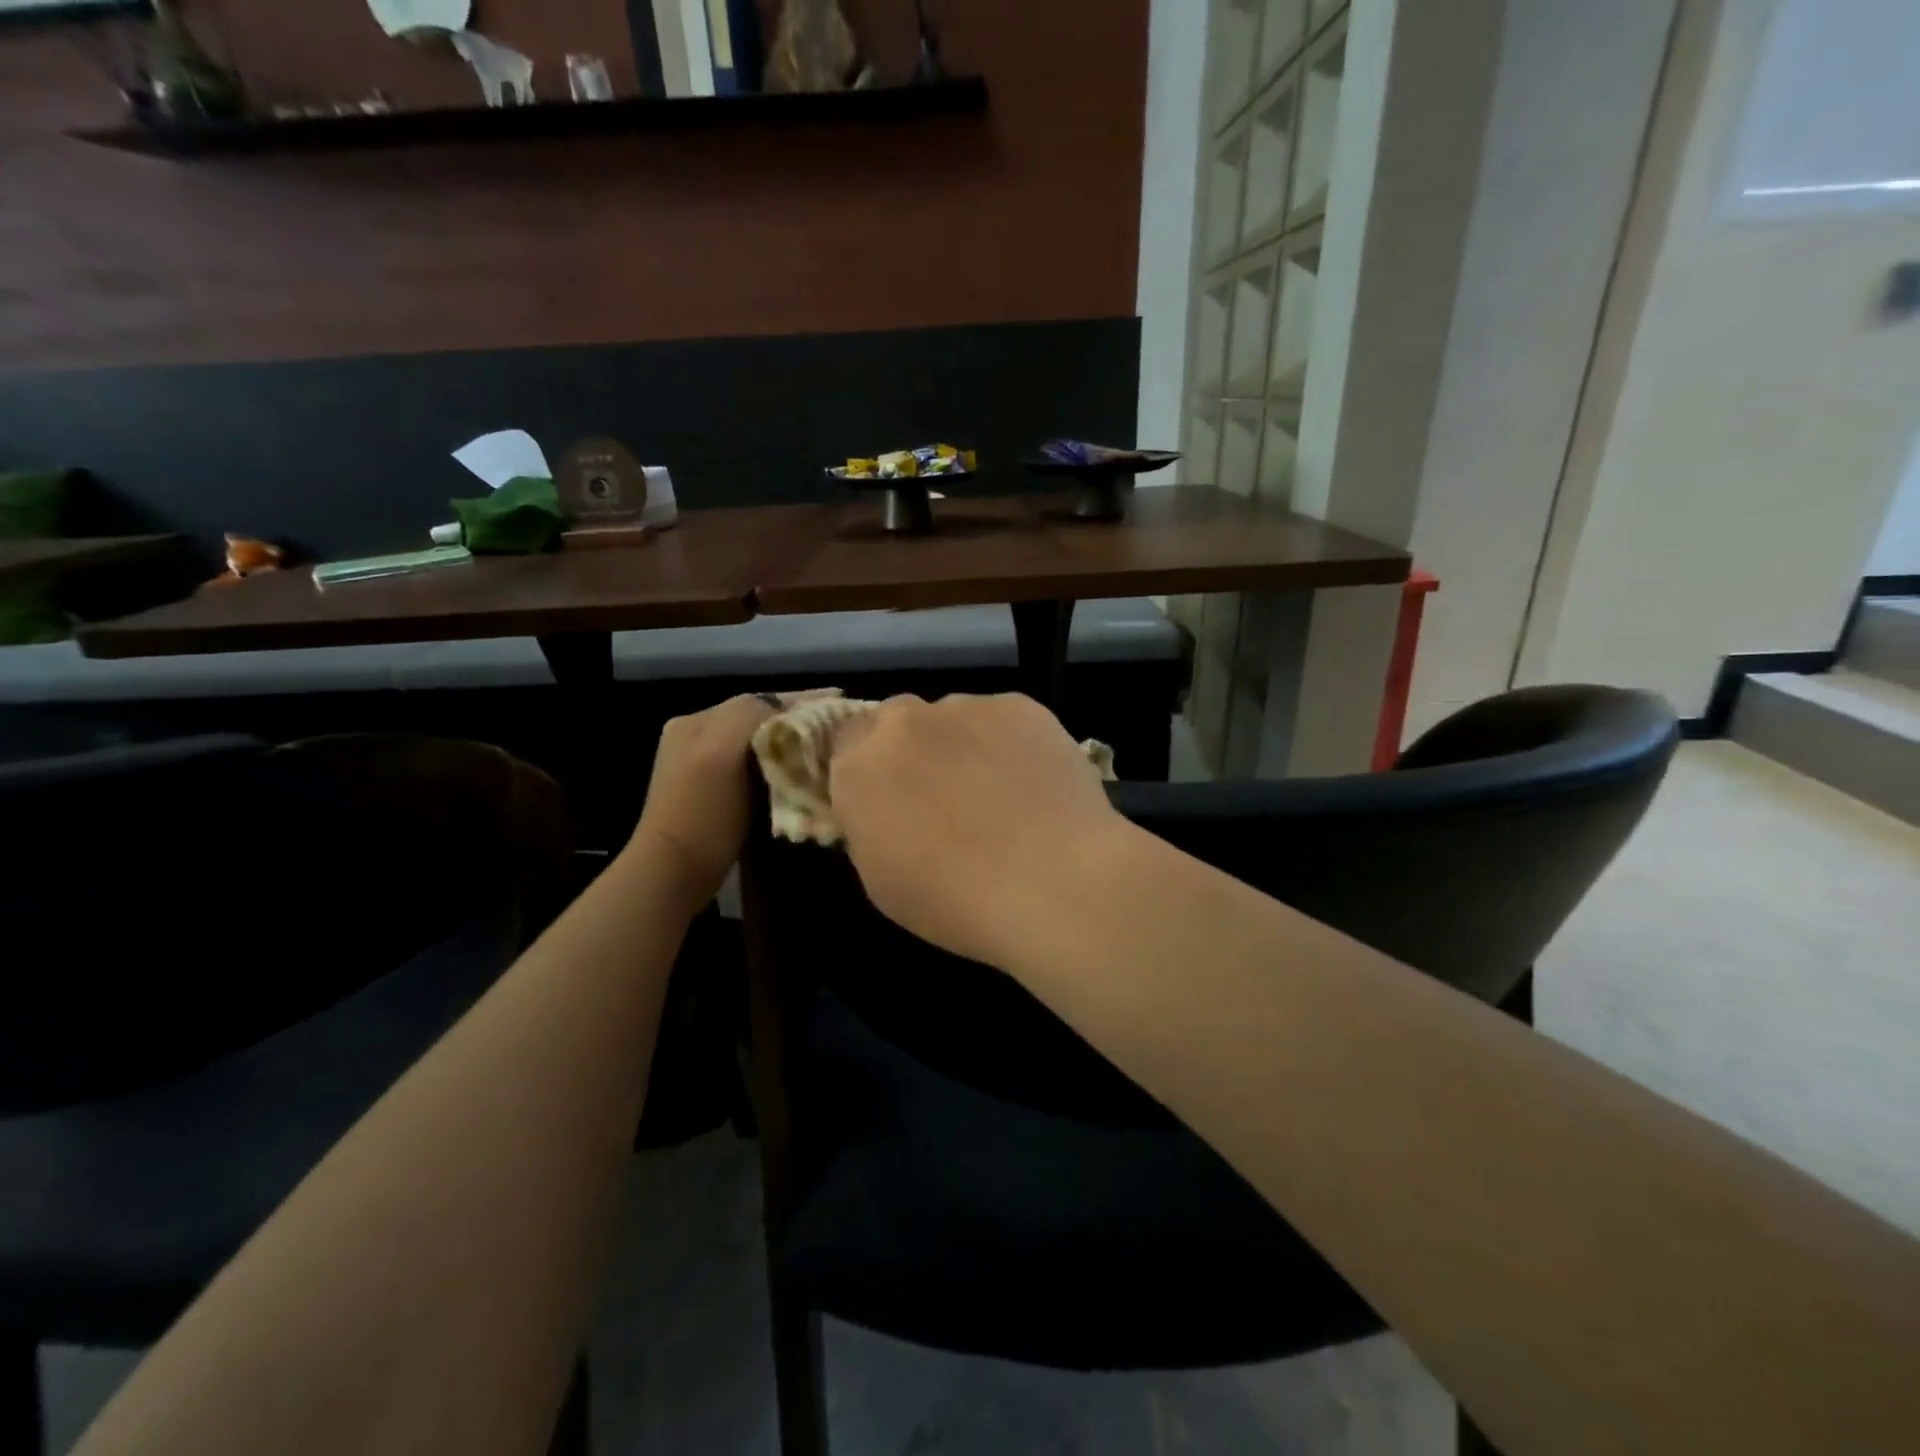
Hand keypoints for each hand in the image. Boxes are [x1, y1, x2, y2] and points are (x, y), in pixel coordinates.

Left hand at [630, 692, 831, 908]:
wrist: (674, 874)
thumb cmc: (702, 814)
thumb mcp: (721, 753)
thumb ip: (749, 718)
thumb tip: (787, 712)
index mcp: (697, 721)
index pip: (758, 701)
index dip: (800, 700)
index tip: (839, 702)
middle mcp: (698, 735)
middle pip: (759, 719)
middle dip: (798, 720)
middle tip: (838, 725)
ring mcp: (704, 765)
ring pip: (759, 741)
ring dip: (791, 741)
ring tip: (827, 745)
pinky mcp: (715, 793)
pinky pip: (755, 766)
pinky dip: (780, 763)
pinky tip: (802, 770)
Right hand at [827, 693, 1125, 967]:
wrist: (1053, 883)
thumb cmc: (956, 902)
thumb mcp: (882, 882)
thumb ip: (870, 827)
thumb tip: (884, 808)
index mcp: (859, 768)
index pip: (845, 745)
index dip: (869, 770)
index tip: (890, 797)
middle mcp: (904, 723)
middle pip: (895, 722)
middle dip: (911, 750)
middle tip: (943, 793)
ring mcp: (965, 708)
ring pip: (952, 718)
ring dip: (961, 744)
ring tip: (1000, 791)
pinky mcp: (1019, 705)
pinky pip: (1001, 719)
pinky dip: (1009, 742)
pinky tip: (1033, 783)